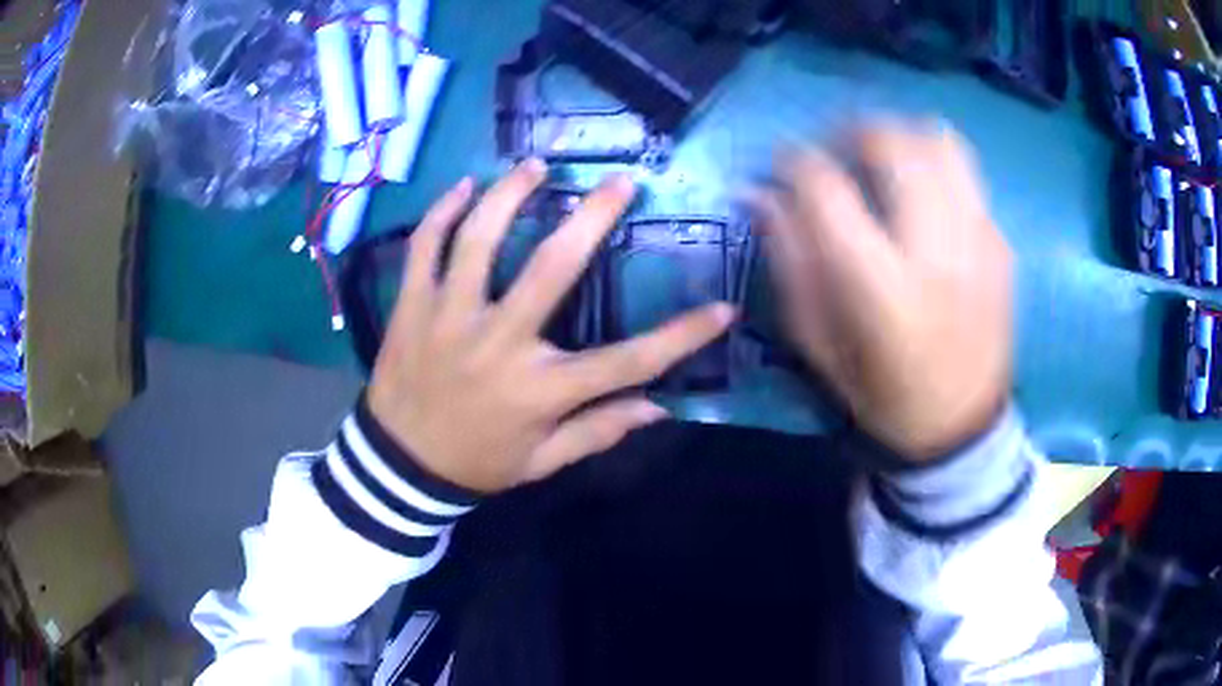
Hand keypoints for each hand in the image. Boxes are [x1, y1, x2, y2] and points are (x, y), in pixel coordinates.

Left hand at [368, 160, 734, 492]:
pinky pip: (422, 248)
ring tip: (535, 166)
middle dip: (592, 218)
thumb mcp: (542, 462)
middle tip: (621, 181)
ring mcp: (448, 318)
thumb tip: (659, 407)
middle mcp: (498, 343)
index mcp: (539, 390)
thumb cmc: (477, 463)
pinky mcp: (411, 307)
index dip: (681, 337)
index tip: (723, 308)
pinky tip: (463, 188)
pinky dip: (440, 213)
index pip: (627, 363)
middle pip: (552, 269)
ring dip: (508, 195)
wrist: (398, 467)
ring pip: (478, 241)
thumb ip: (598, 431)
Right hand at [753, 122, 1011, 460]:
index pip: (827, 189)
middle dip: (850, 131)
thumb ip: (790, 263)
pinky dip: (934, 165)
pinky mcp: (1000, 243)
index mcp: (882, 288)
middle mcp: (937, 251)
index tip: (781, 166)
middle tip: (833, 152)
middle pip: (892, 144)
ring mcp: (978, 241)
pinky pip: (966, 173)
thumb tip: (760, 195)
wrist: (962, 426)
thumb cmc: (883, 395)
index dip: (793, 162)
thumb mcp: (819, 344)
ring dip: (899, 135)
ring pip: (939, 141)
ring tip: (881, 158)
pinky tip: (921, 195)